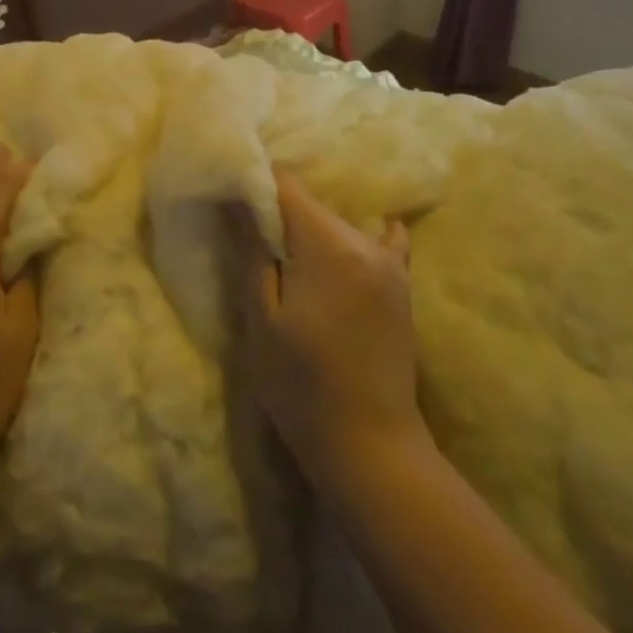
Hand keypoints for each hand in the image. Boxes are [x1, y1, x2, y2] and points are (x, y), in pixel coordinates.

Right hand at [239, 170, 427, 491]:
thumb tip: (236, 200)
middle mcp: (363, 242)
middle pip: (311, 205)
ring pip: (338, 225)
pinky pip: (385, 244)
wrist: (370, 447)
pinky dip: (365, 236)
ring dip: (310, 230)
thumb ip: (251, 253)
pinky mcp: (402, 288)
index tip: (230, 198)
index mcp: (327, 245)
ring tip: (285, 255)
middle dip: (278, 211)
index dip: (254, 184)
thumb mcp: (261, 320)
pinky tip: (358, 235)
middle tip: (248, 235)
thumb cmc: (301, 386)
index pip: (286, 186)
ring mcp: (390, 264)